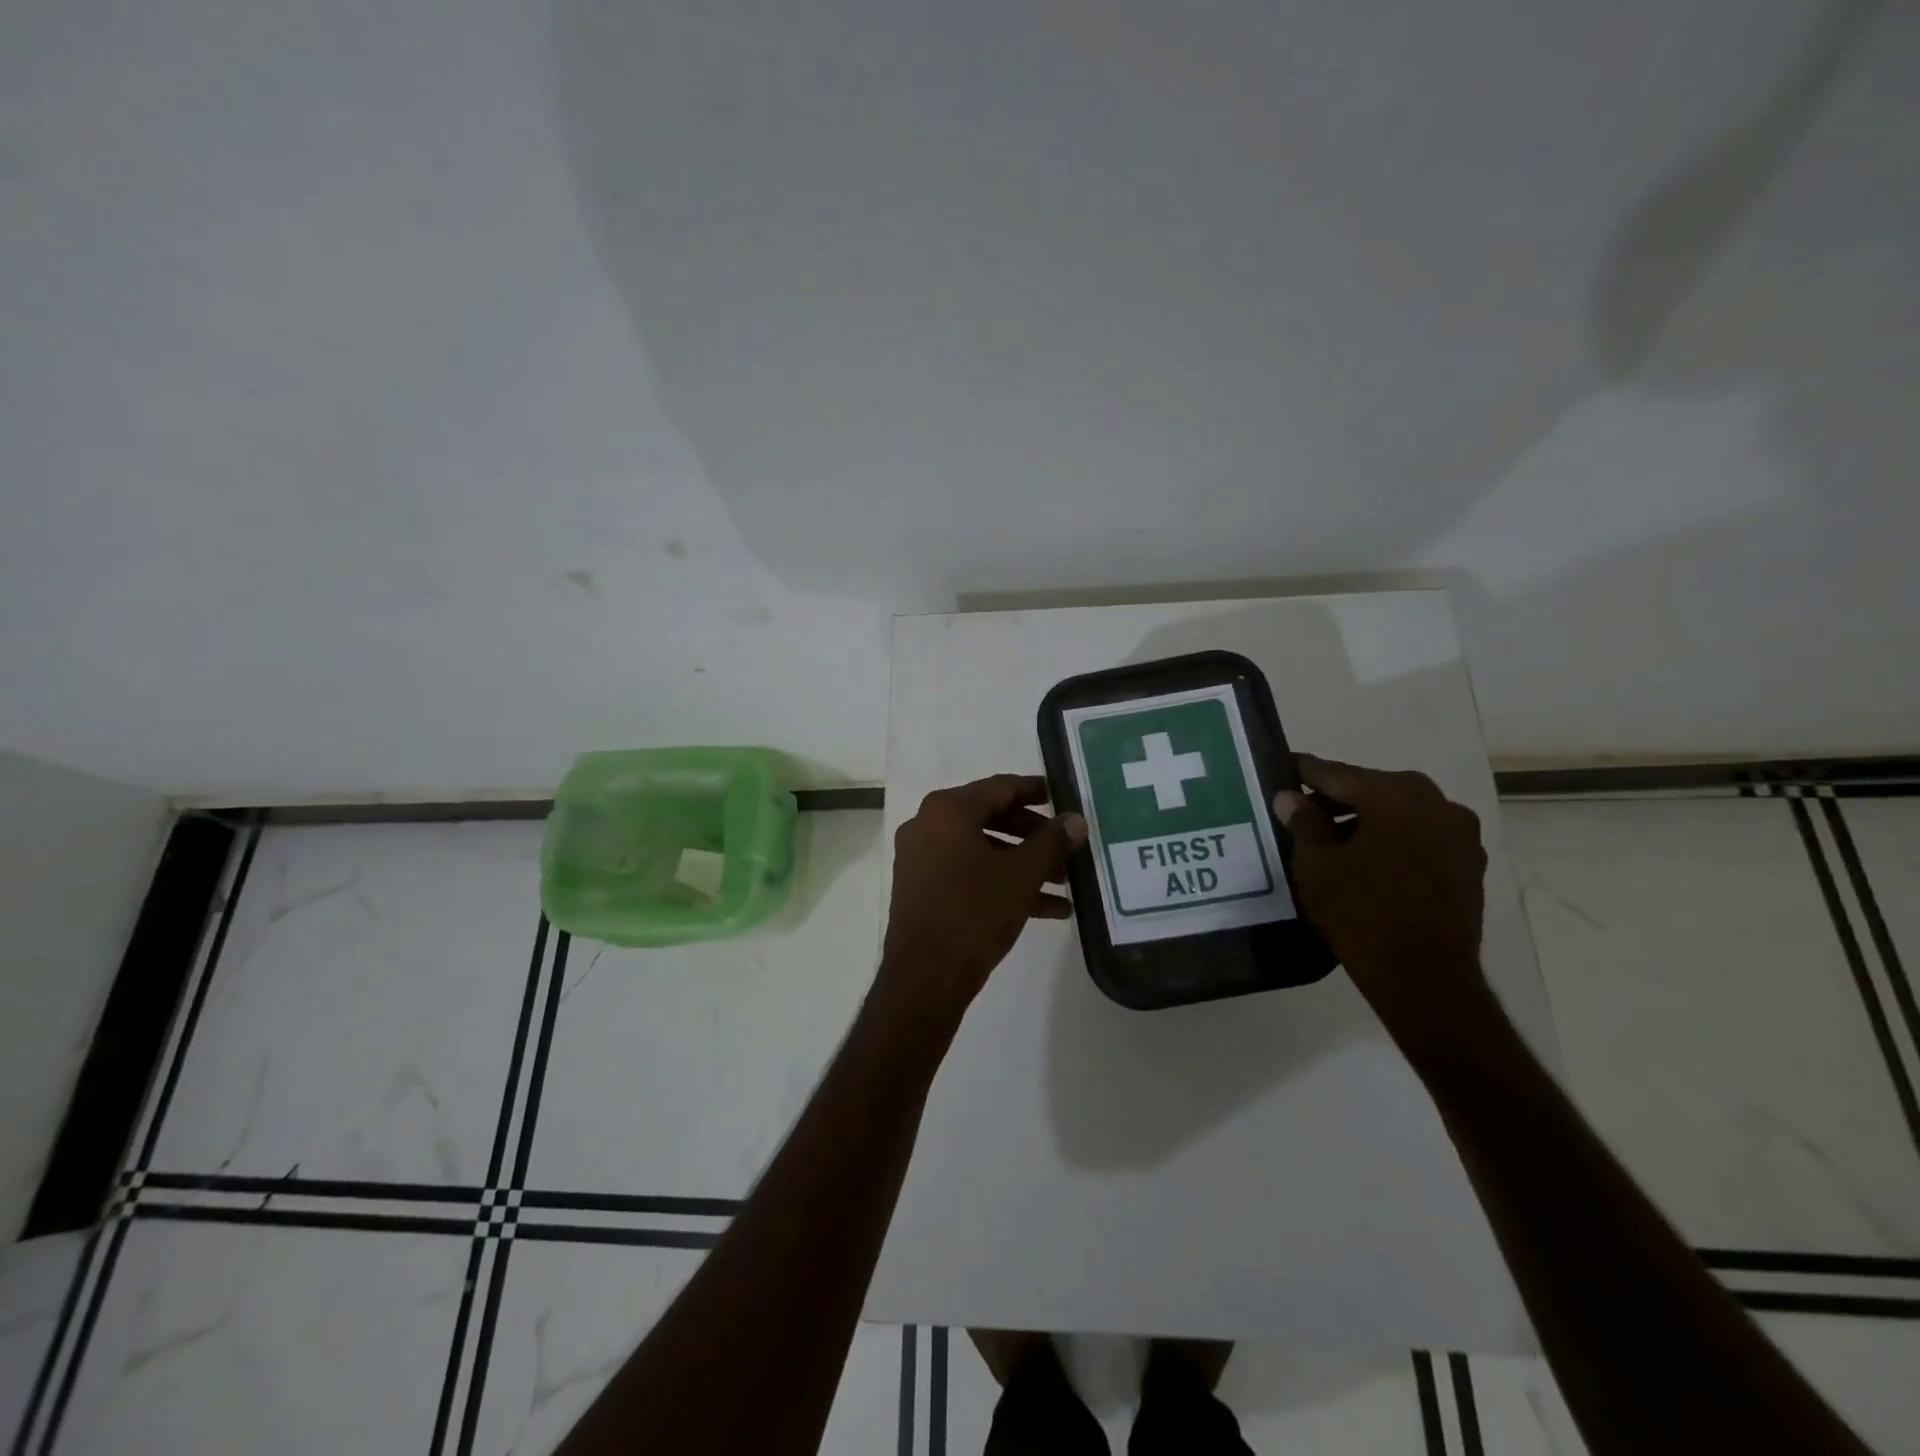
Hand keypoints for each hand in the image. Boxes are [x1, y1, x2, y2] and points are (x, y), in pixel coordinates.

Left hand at [877, 775, 1085, 1031]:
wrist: (925, 978)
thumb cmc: (973, 913)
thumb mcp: (1021, 876)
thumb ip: (1052, 843)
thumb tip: (1076, 820)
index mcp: (947, 810)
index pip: (1001, 787)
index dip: (1037, 791)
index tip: (1066, 797)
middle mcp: (928, 825)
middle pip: (992, 817)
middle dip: (1034, 835)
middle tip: (1068, 845)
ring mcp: (922, 858)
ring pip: (983, 849)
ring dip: (1023, 863)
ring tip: (1065, 882)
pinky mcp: (923, 888)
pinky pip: (969, 873)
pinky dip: (1002, 882)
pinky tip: (1048, 908)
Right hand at [1274, 756, 1488, 1037]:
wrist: (1424, 978)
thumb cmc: (1361, 913)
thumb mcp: (1316, 865)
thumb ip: (1302, 822)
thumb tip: (1289, 797)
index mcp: (1397, 795)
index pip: (1338, 774)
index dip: (1306, 773)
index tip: (1284, 768)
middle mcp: (1438, 803)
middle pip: (1374, 790)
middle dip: (1337, 798)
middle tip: (1302, 809)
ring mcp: (1461, 835)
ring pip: (1400, 814)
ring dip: (1367, 820)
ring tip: (1331, 840)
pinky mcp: (1469, 865)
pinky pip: (1421, 837)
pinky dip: (1393, 840)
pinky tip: (1367, 861)